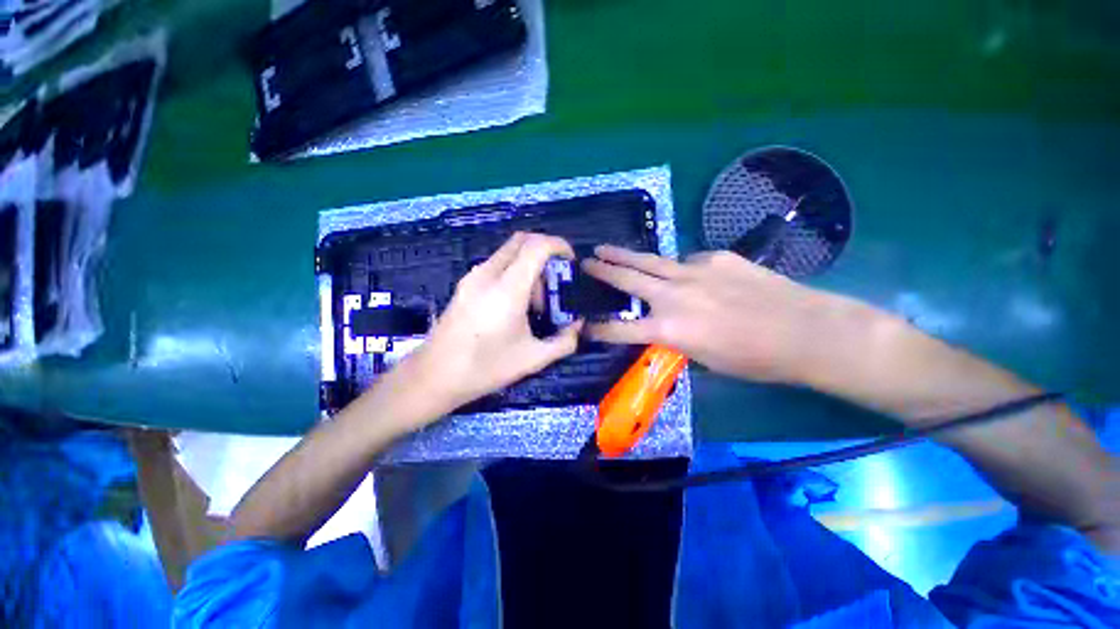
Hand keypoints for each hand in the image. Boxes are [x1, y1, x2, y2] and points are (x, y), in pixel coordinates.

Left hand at [395, 233, 582, 419]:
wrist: (433, 377)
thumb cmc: (485, 368)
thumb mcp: (532, 359)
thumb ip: (563, 342)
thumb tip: (578, 326)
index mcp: (507, 289)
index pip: (536, 246)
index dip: (559, 246)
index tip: (571, 262)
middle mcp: (488, 274)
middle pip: (522, 240)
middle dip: (545, 253)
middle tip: (555, 281)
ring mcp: (473, 277)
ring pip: (509, 252)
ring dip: (529, 266)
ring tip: (536, 303)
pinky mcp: (465, 284)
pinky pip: (497, 264)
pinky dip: (514, 272)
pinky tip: (516, 304)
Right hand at [582, 245, 839, 383]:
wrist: (803, 330)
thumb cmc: (753, 358)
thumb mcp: (704, 359)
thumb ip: (677, 337)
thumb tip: (665, 323)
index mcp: (669, 328)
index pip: (621, 329)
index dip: (600, 329)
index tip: (584, 326)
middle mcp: (673, 295)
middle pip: (628, 278)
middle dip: (602, 270)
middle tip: (585, 262)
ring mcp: (694, 271)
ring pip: (649, 260)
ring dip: (624, 255)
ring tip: (606, 249)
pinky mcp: (715, 257)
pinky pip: (687, 261)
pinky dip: (679, 267)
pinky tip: (686, 273)